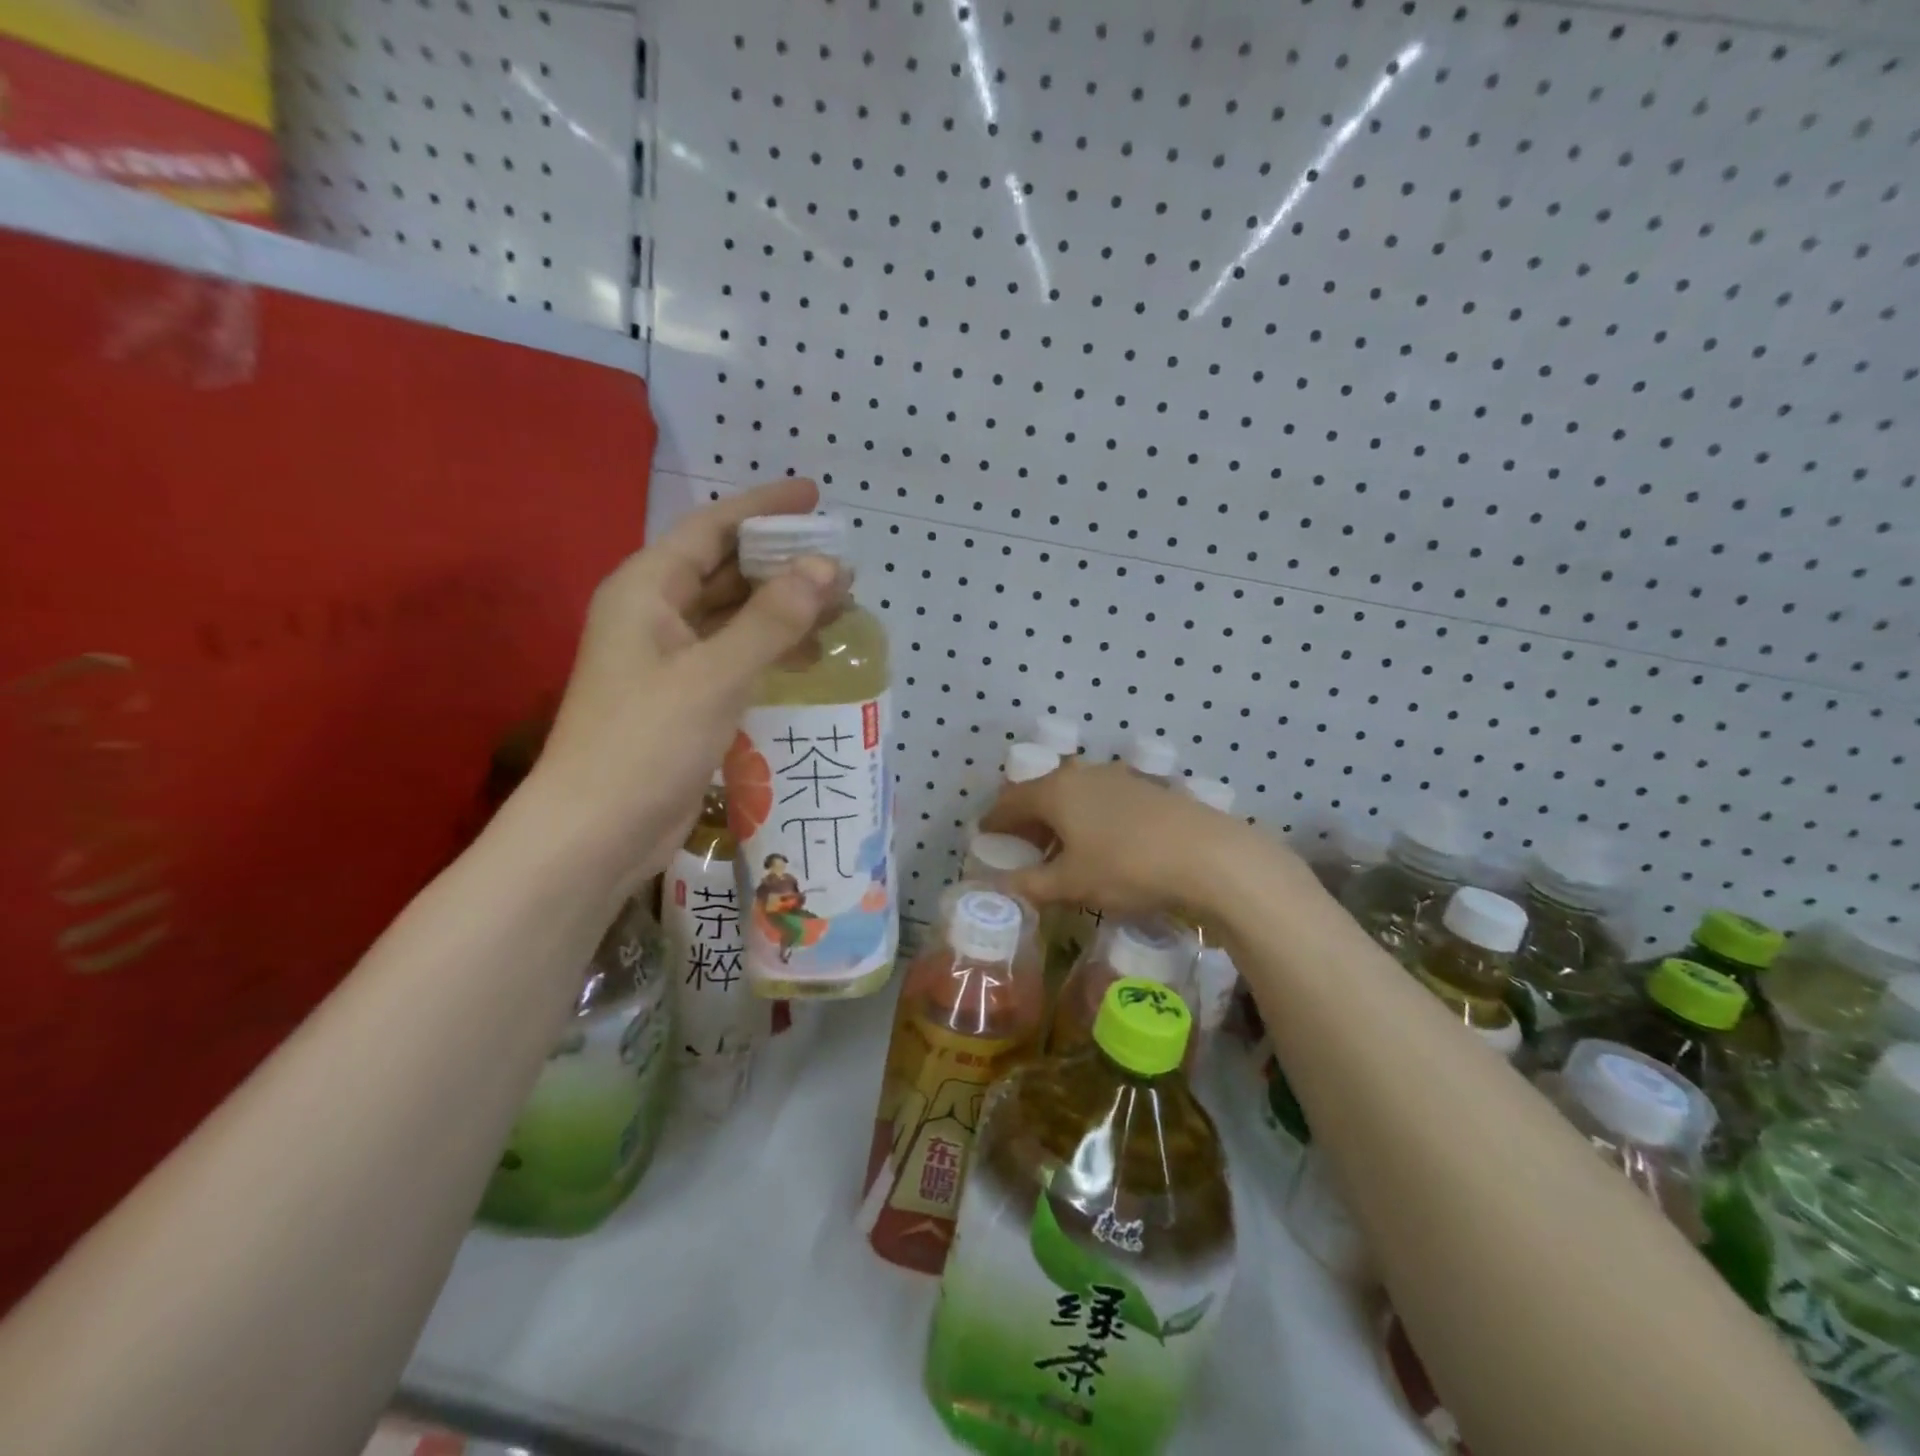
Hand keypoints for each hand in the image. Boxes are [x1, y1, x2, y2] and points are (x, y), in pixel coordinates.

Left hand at [530, 478, 844, 893]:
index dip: (762, 508)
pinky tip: (811, 657)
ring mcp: (669, 660)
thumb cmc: (645, 743)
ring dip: (783, 609)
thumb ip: (771, 620)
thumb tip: (826, 567)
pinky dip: (772, 651)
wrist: (596, 832)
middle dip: (783, 564)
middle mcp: (655, 616)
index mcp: (646, 591)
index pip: (711, 530)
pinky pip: (736, 657)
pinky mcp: (685, 699)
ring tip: (841, 608)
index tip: (814, 495)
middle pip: (726, 571)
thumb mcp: (714, 675)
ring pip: (735, 617)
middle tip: (843, 564)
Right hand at [981, 761, 1278, 923]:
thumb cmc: (1126, 867)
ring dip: (1059, 818)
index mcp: (1056, 790)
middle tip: (1019, 844)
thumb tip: (994, 889)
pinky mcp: (1147, 789)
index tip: (984, 835)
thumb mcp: (1071, 884)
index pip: (1011, 800)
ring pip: (1075, 794)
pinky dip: (1088, 818)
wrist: (1208, 856)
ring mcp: (1118, 778)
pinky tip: (1099, 843)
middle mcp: (1083, 774)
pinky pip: (1102, 800)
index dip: (994, 820)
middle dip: (1027, 818)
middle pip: (1043, 792)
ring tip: (1058, 847)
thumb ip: (1029, 885)